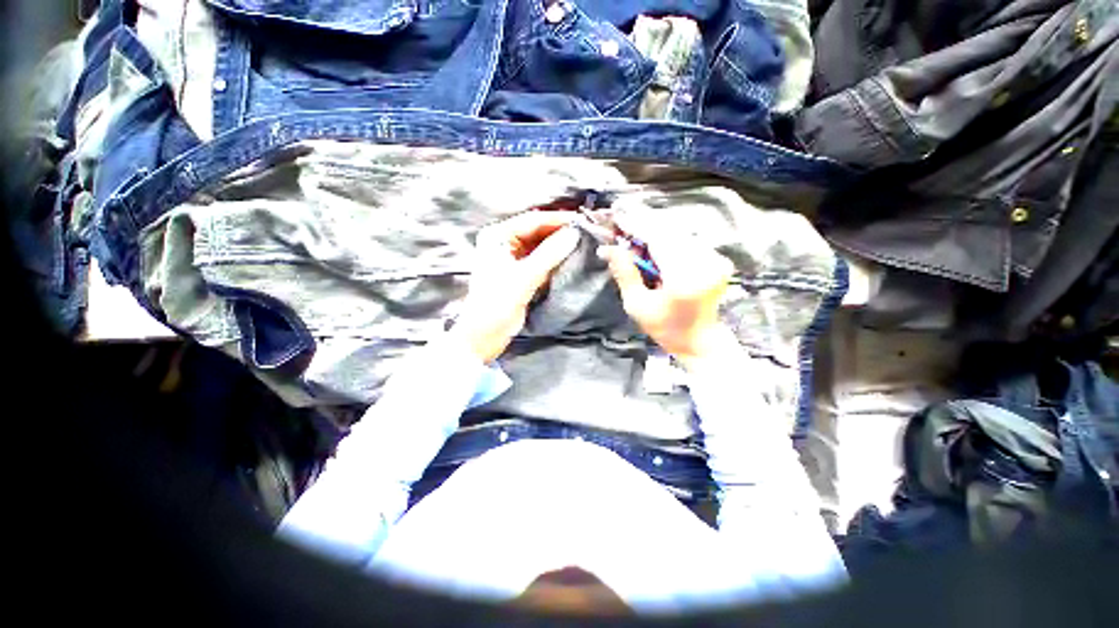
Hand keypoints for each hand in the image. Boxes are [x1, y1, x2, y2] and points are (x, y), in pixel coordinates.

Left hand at [453, 212, 580, 362]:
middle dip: (559, 232)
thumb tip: (574, 233)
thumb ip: (549, 254)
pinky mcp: (520, 274)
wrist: (484, 334)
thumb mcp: (524, 276)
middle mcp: (504, 242)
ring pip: (540, 246)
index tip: (581, 220)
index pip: (532, 220)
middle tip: (584, 232)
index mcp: (497, 236)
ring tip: (581, 243)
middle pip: (536, 231)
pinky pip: (540, 260)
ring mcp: (512, 259)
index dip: (557, 219)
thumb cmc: (498, 303)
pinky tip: (569, 259)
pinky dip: (554, 260)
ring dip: (558, 245)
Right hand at [601, 223, 735, 369]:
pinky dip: (669, 238)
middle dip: (643, 225)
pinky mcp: (719, 259)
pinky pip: (688, 240)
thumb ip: (625, 273)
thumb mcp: (637, 305)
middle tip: (621, 225)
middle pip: (669, 231)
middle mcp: (705, 263)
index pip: (657, 239)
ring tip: (635, 237)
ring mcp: (716, 259)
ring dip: (655, 231)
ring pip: (679, 232)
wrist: (700, 340)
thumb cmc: (665, 327)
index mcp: (684, 278)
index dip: (635, 225)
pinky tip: (655, 246)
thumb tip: (607, 248)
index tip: (616, 215)